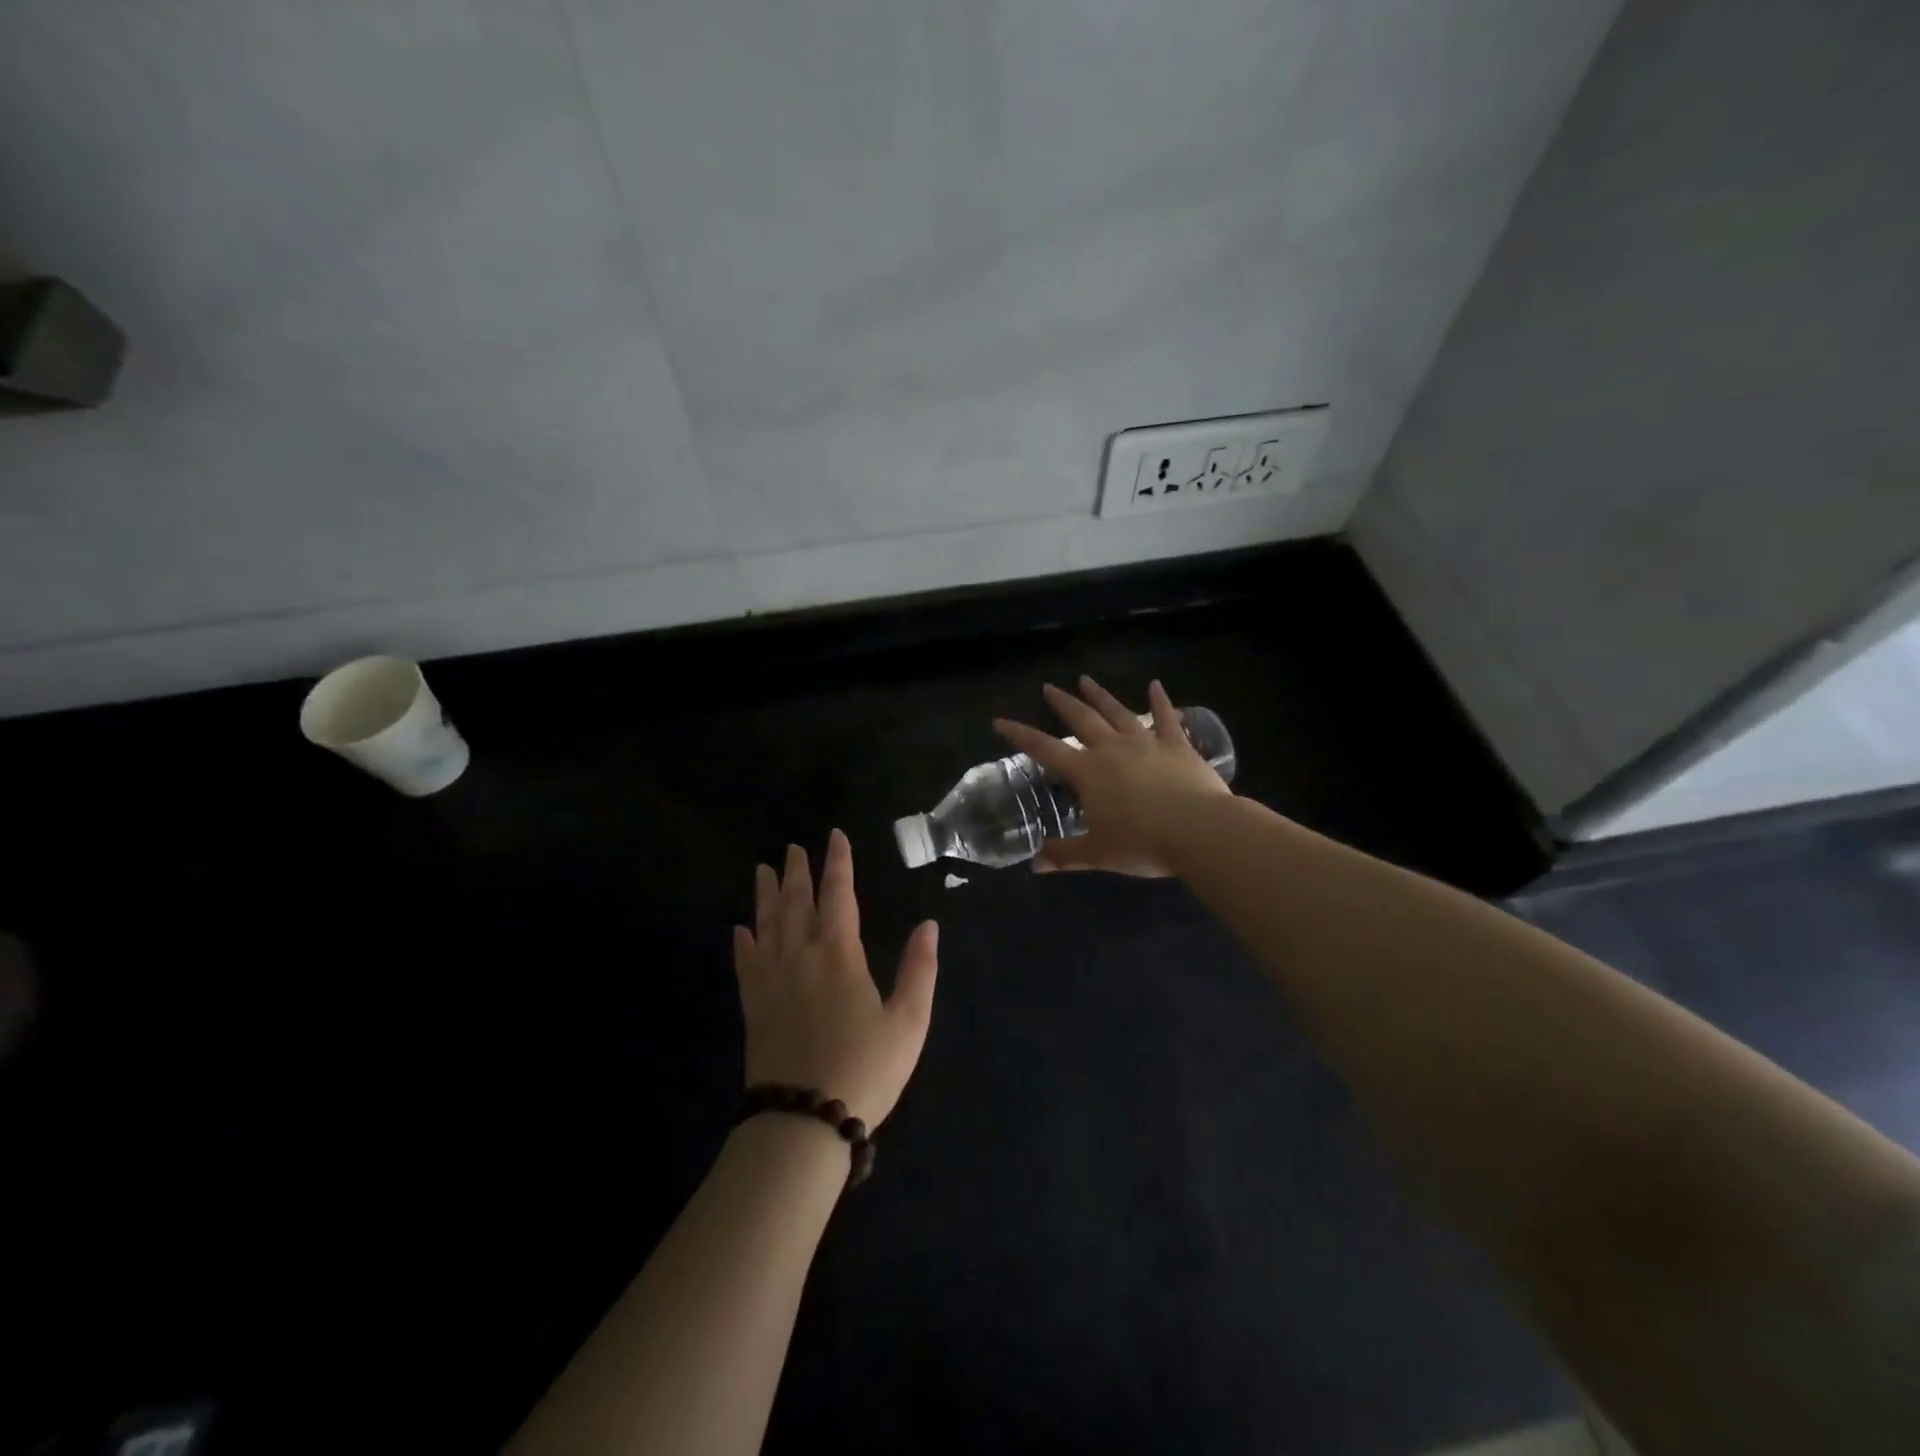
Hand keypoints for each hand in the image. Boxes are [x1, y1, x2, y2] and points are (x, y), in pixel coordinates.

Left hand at [733, 829, 938, 1129]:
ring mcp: (772, 981)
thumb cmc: (866, 1069)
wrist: (804, 1121)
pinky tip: (739, 929)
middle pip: (797, 903)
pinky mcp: (754, 1007)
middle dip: (797, 872)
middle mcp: (802, 957)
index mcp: (840, 956)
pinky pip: (746, 964)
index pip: (838, 896)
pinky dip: (743, 942)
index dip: (838, 864)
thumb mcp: (909, 1022)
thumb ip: (919, 970)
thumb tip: (929, 925)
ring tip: (764, 870)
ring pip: (767, 925)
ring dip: (767, 895)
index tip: (834, 836)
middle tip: (793, 847)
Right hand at [993, 677, 1231, 876]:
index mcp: (1087, 772)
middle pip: (1081, 720)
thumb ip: (1064, 855)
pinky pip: (1166, 719)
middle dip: (1063, 703)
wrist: (1198, 830)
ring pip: (1118, 713)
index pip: (1044, 750)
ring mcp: (1146, 743)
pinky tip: (1156, 685)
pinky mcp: (1178, 746)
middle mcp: (1112, 749)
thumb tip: (1035, 865)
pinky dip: (1160, 701)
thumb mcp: (1097, 854)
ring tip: (1086, 679)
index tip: (1000, 721)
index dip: (1020, 735)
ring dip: (1100, 696)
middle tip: (1049, 687)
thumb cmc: (1141, 843)